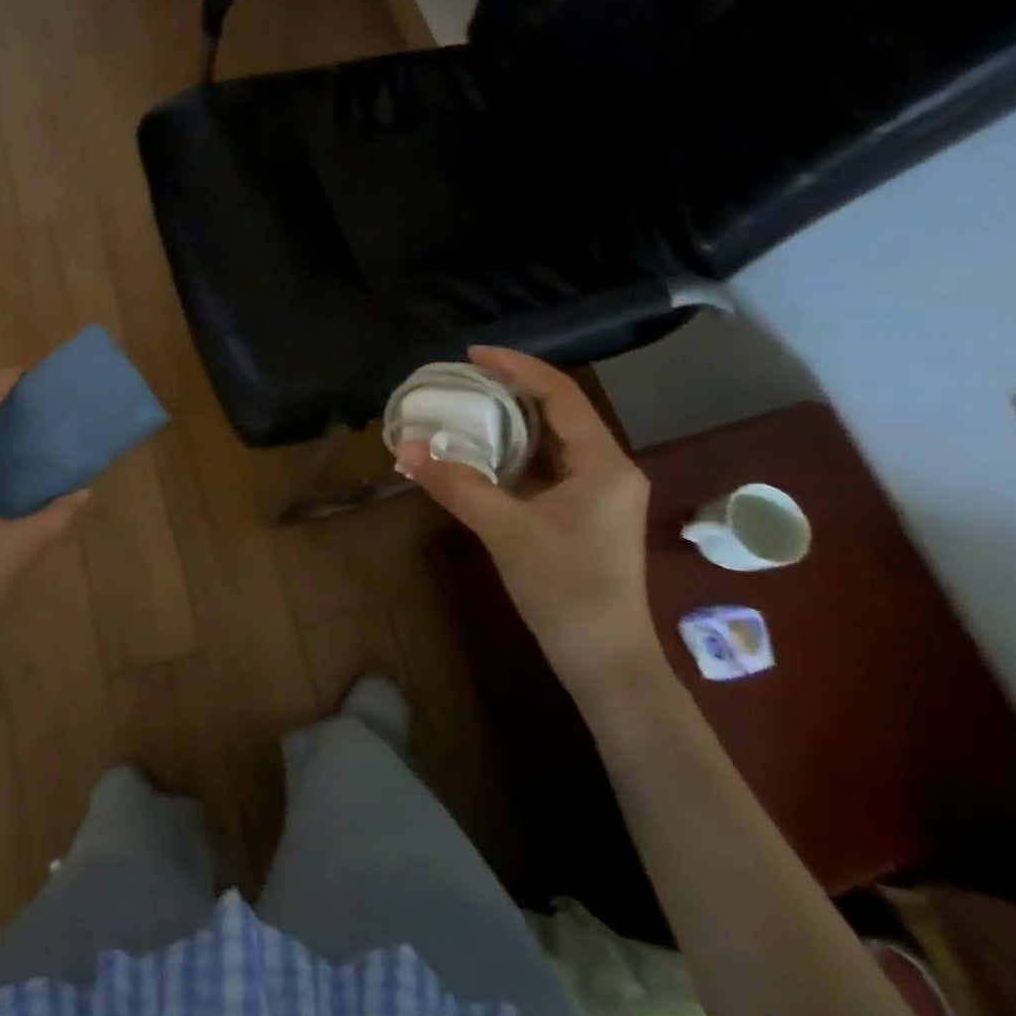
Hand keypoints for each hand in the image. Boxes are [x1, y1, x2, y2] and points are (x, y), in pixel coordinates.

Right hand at [395, 348, 659, 694]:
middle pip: (559, 411)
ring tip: (467, 407)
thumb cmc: (566, 590)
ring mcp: (600, 492)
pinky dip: (516, 453)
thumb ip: (457, 485)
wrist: (605, 661)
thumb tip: (405, 450)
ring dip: (512, 422)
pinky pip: (550, 466)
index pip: (560, 394)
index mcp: (604, 462)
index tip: (473, 354)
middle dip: (511, 390)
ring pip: (554, 439)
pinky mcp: (586, 512)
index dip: (517, 367)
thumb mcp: (506, 531)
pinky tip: (484, 454)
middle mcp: (609, 467)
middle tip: (463, 380)